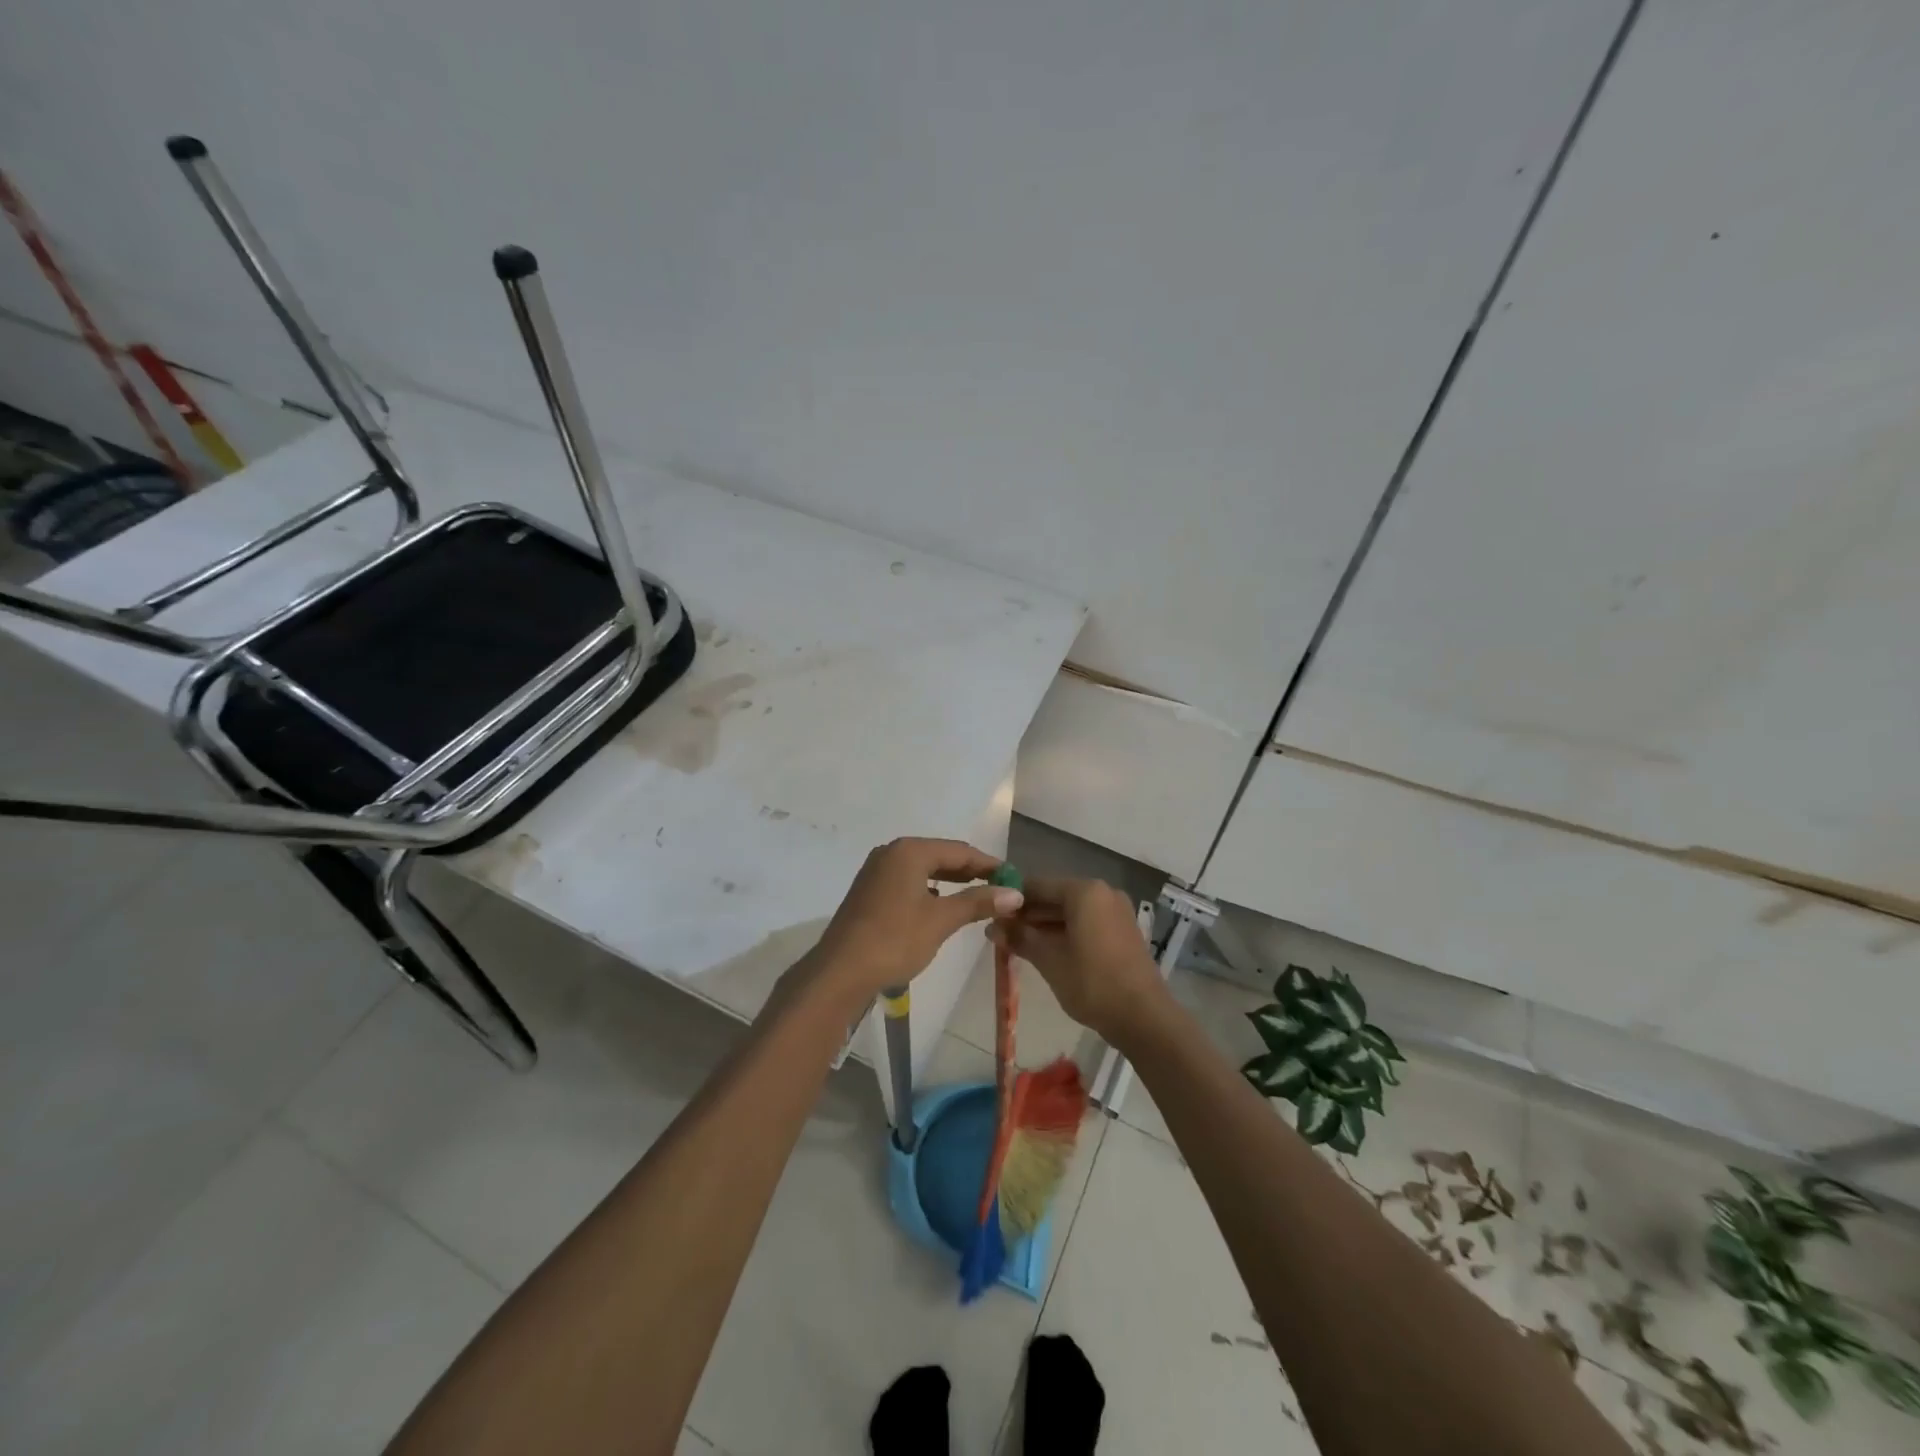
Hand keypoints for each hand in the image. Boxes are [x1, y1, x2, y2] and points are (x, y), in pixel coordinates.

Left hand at [806, 838, 1023, 1003]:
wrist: (840, 971)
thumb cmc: (895, 939)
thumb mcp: (941, 920)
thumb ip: (978, 902)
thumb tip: (1015, 893)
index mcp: (910, 851)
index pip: (960, 851)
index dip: (988, 864)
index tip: (1013, 878)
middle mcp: (891, 852)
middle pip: (940, 856)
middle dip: (970, 872)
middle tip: (998, 889)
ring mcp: (876, 871)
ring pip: (923, 869)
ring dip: (949, 881)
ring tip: (975, 897)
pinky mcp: (869, 890)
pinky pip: (908, 881)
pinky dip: (928, 889)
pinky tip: (939, 905)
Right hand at [993, 877, 1167, 1042]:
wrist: (1144, 1017)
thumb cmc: (1092, 983)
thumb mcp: (1049, 960)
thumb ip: (1020, 938)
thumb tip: (992, 927)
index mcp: (1085, 891)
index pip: (1037, 885)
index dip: (1012, 899)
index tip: (990, 914)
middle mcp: (1103, 893)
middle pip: (1055, 896)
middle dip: (1028, 914)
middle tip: (1000, 933)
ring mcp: (1116, 911)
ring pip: (1071, 911)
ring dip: (1045, 925)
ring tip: (1017, 943)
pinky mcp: (1122, 930)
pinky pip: (1086, 922)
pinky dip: (1065, 932)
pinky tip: (1045, 950)